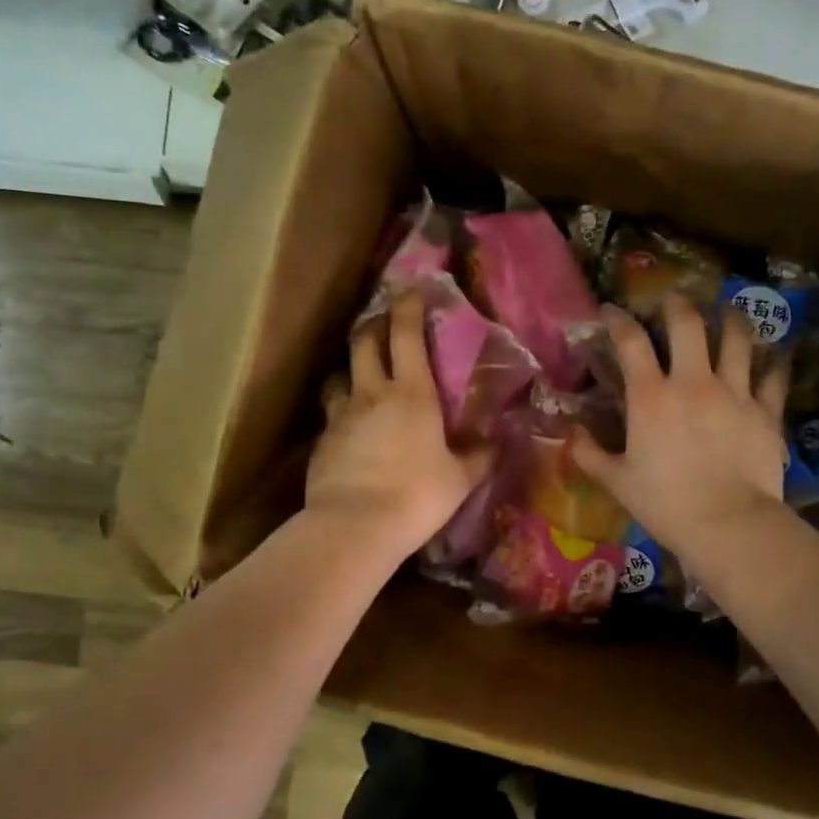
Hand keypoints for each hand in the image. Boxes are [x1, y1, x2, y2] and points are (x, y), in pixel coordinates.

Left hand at [309, 292, 492, 560]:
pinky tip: (350, 428)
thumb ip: (479, 457)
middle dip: (374, 326)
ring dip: (351, 369)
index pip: (406, 335)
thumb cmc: (417, 496)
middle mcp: (372, 394)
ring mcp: (341, 416)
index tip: (411, 291)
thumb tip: (497, 443)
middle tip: (384, 325)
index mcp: (412, 394)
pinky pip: (331, 414)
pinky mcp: (322, 441)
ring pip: (340, 376)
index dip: (408, 307)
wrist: (354, 527)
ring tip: (360, 377)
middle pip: (364, 343)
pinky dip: (341, 411)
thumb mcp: (459, 480)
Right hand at [572, 296, 788, 562]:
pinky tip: (776, 354)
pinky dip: (775, 362)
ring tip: (727, 311)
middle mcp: (693, 382)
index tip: (611, 309)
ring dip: (730, 318)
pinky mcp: (766, 411)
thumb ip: (589, 454)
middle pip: (688, 323)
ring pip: (737, 338)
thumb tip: (571, 434)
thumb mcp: (617, 481)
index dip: (618, 319)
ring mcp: (735, 393)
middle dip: (677, 303)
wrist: (728, 524)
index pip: (631, 341)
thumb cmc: (666, 503)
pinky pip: (774, 377)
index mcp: (651, 396)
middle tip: (673, 299)